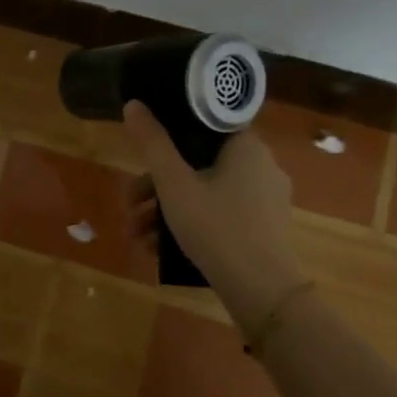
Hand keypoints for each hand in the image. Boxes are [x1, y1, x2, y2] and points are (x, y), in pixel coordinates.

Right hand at [123, 101, 302, 329]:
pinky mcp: (265, 228)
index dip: (170, 133)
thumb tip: (134, 104)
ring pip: (206, 192)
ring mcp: (266, 200)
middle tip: (129, 204)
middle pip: (198, 163)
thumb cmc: (216, 227)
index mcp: (247, 147)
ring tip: (137, 236)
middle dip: (156, 186)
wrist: (263, 292)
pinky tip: (160, 249)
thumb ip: (152, 143)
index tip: (144, 151)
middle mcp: (262, 166)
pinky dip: (191, 225)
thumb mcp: (174, 184)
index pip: (205, 125)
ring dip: (167, 210)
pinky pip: (221, 214)